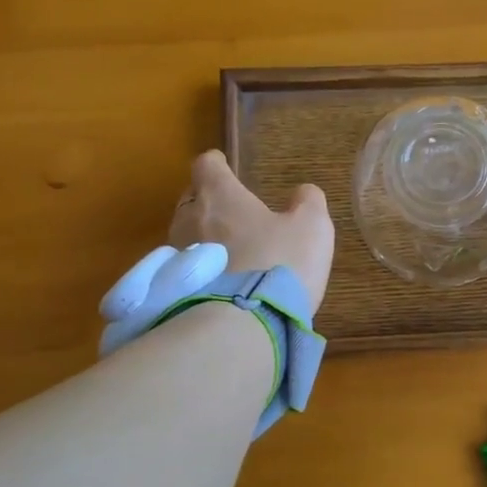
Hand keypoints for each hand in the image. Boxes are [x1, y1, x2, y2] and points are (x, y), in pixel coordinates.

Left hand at [168, 151, 334, 314]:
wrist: (246, 323)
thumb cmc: (280, 262)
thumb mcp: (312, 226)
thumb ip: (308, 201)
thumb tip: (303, 192)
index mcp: (220, 196)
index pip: (206, 165)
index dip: (217, 163)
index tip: (226, 166)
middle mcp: (189, 219)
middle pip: (191, 199)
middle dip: (208, 201)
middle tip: (230, 211)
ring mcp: (177, 256)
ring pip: (185, 235)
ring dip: (202, 238)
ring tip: (226, 251)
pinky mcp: (175, 289)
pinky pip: (186, 268)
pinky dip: (200, 269)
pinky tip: (220, 281)